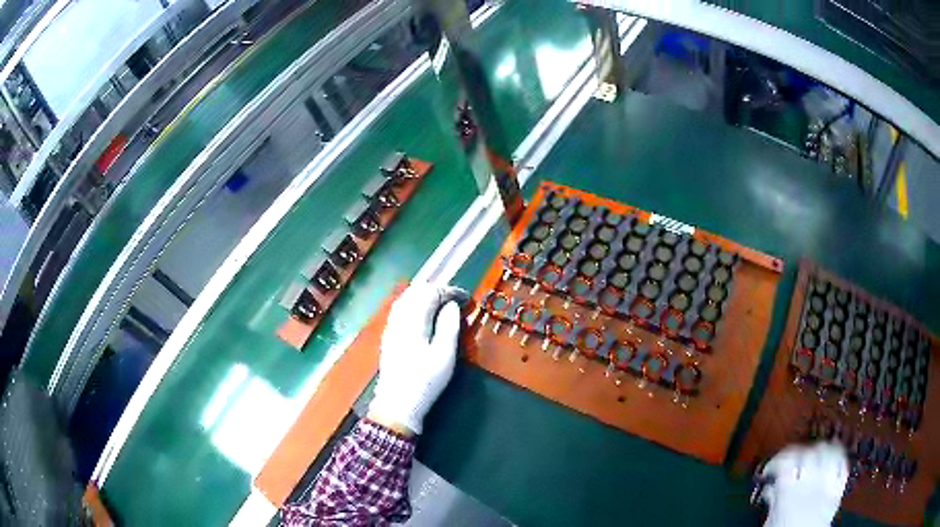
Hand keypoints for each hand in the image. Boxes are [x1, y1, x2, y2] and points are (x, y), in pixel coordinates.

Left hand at [368, 282, 468, 434]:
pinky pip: (399, 309)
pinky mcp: (388, 337)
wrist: (397, 404)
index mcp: (413, 321)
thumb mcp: (444, 356)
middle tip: (455, 298)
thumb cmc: (425, 381)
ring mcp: (391, 327)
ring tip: (441, 303)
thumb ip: (449, 327)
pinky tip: (422, 314)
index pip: (430, 293)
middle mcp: (399, 319)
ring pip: (405, 299)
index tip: (466, 298)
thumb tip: (451, 305)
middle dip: (436, 290)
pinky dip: (413, 303)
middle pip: (415, 292)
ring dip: (423, 295)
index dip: (449, 291)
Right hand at [760, 441, 848, 526]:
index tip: (773, 466)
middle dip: (801, 452)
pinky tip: (833, 460)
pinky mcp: (838, 491)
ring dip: (822, 450)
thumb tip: (770, 487)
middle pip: (809, 451)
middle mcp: (810, 484)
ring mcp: (827, 485)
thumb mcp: (771, 521)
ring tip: (815, 455)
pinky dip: (839, 459)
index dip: (779, 458)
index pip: (786, 460)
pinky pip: (843, 466)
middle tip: (794, 460)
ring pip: (829, 452)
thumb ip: (773, 500)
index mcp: (789, 492)